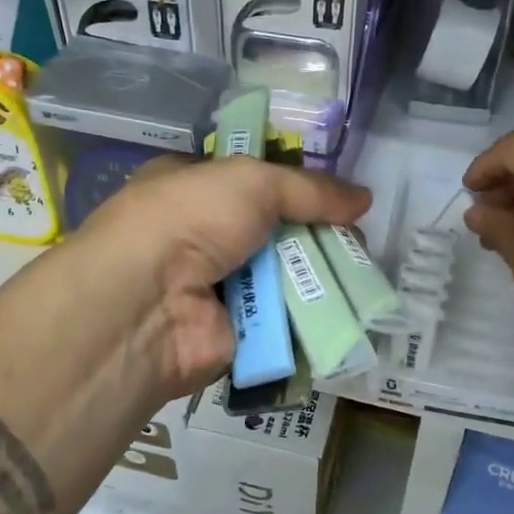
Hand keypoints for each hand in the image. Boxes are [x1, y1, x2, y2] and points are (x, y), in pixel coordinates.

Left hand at [65, 156, 370, 397]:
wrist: (149, 303)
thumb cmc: (190, 219)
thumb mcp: (252, 181)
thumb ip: (310, 189)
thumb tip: (364, 198)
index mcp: (191, 188)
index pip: (250, 182)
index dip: (294, 186)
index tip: (337, 196)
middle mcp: (200, 236)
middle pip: (273, 232)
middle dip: (315, 235)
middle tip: (358, 239)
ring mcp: (215, 287)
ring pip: (281, 277)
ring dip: (318, 276)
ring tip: (362, 274)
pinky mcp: (232, 333)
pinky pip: (282, 320)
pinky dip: (310, 317)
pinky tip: (346, 311)